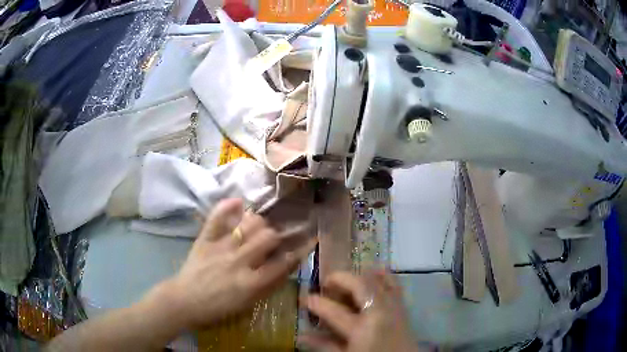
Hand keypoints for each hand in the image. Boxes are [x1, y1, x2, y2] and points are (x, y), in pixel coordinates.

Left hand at [152, 198, 315, 330]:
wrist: (184, 301)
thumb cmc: (217, 309)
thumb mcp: (247, 305)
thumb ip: (268, 286)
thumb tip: (285, 267)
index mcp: (251, 283)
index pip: (283, 263)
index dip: (300, 251)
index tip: (309, 240)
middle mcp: (239, 262)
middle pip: (268, 237)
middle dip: (276, 235)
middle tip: (274, 238)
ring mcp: (221, 248)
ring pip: (248, 224)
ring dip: (258, 222)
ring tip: (257, 226)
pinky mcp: (205, 240)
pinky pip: (216, 218)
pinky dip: (227, 207)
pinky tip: (238, 202)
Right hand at [300, 271, 419, 351]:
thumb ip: (325, 346)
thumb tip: (302, 336)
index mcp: (362, 329)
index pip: (334, 311)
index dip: (317, 303)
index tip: (305, 298)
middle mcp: (380, 312)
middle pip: (360, 286)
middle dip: (340, 278)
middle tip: (326, 282)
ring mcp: (394, 307)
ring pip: (378, 280)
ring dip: (360, 275)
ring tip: (346, 278)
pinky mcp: (403, 307)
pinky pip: (394, 284)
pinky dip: (383, 275)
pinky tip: (375, 272)